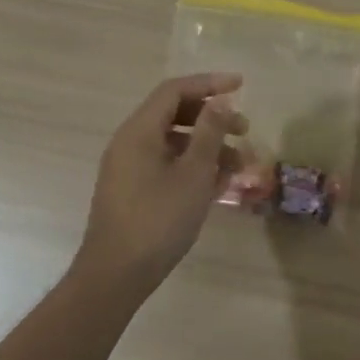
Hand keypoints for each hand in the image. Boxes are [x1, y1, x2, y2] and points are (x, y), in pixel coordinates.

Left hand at [74, 73, 247, 297]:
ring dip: (208, 147)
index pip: (175, 90)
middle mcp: (130, 143)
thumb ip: (209, 132)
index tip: (241, 85)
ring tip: (239, 165)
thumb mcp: (194, 173)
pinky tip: (218, 185)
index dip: (209, 83)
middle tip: (244, 130)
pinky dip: (193, 166)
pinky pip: (167, 164)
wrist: (115, 276)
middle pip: (175, 114)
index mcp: (139, 131)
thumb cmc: (158, 219)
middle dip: (213, 118)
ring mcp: (129, 168)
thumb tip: (220, 99)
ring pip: (174, 142)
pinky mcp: (133, 191)